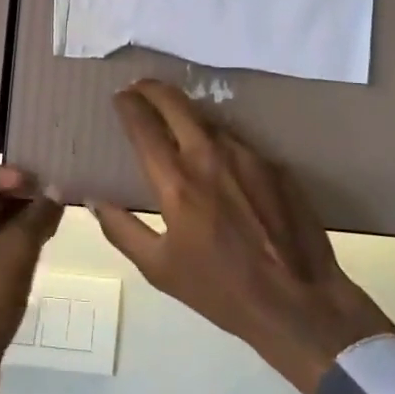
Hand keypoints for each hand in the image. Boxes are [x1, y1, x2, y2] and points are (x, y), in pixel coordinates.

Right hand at [91, 80, 394, 393]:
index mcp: (177, 182)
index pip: (143, 125)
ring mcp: (247, 156)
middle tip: (140, 89)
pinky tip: (216, 156)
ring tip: (175, 120)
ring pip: (208, 119)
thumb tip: (95, 199)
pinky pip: (237, 141)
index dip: (127, 105)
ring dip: (186, 114)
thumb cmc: (221, 290)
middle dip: (152, 89)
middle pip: (175, 103)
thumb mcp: (159, 269)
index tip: (119, 97)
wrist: (299, 304)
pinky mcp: (275, 164)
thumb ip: (121, 230)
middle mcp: (210, 156)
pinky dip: (217, 139)